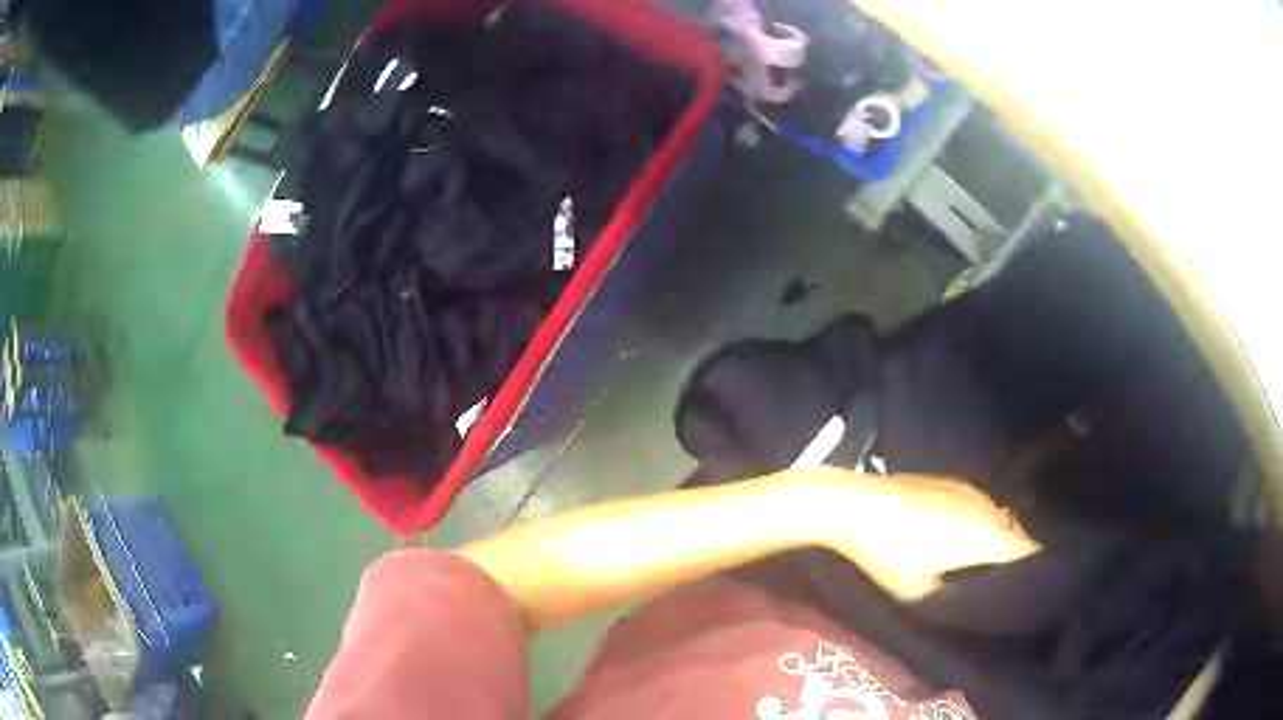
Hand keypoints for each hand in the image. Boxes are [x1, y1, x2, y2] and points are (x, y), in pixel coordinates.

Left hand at [795, 467, 1039, 599]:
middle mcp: (991, 508)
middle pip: (1018, 535)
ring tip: (991, 560)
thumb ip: (960, 600)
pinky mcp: (954, 479)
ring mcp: (973, 489)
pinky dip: (982, 521)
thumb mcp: (924, 593)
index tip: (1033, 589)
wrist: (859, 505)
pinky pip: (982, 504)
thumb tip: (982, 605)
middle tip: (1011, 580)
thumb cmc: (891, 556)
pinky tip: (966, 534)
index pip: (1030, 554)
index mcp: (990, 536)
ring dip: (1000, 537)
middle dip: (1019, 556)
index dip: (1035, 572)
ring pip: (1001, 517)